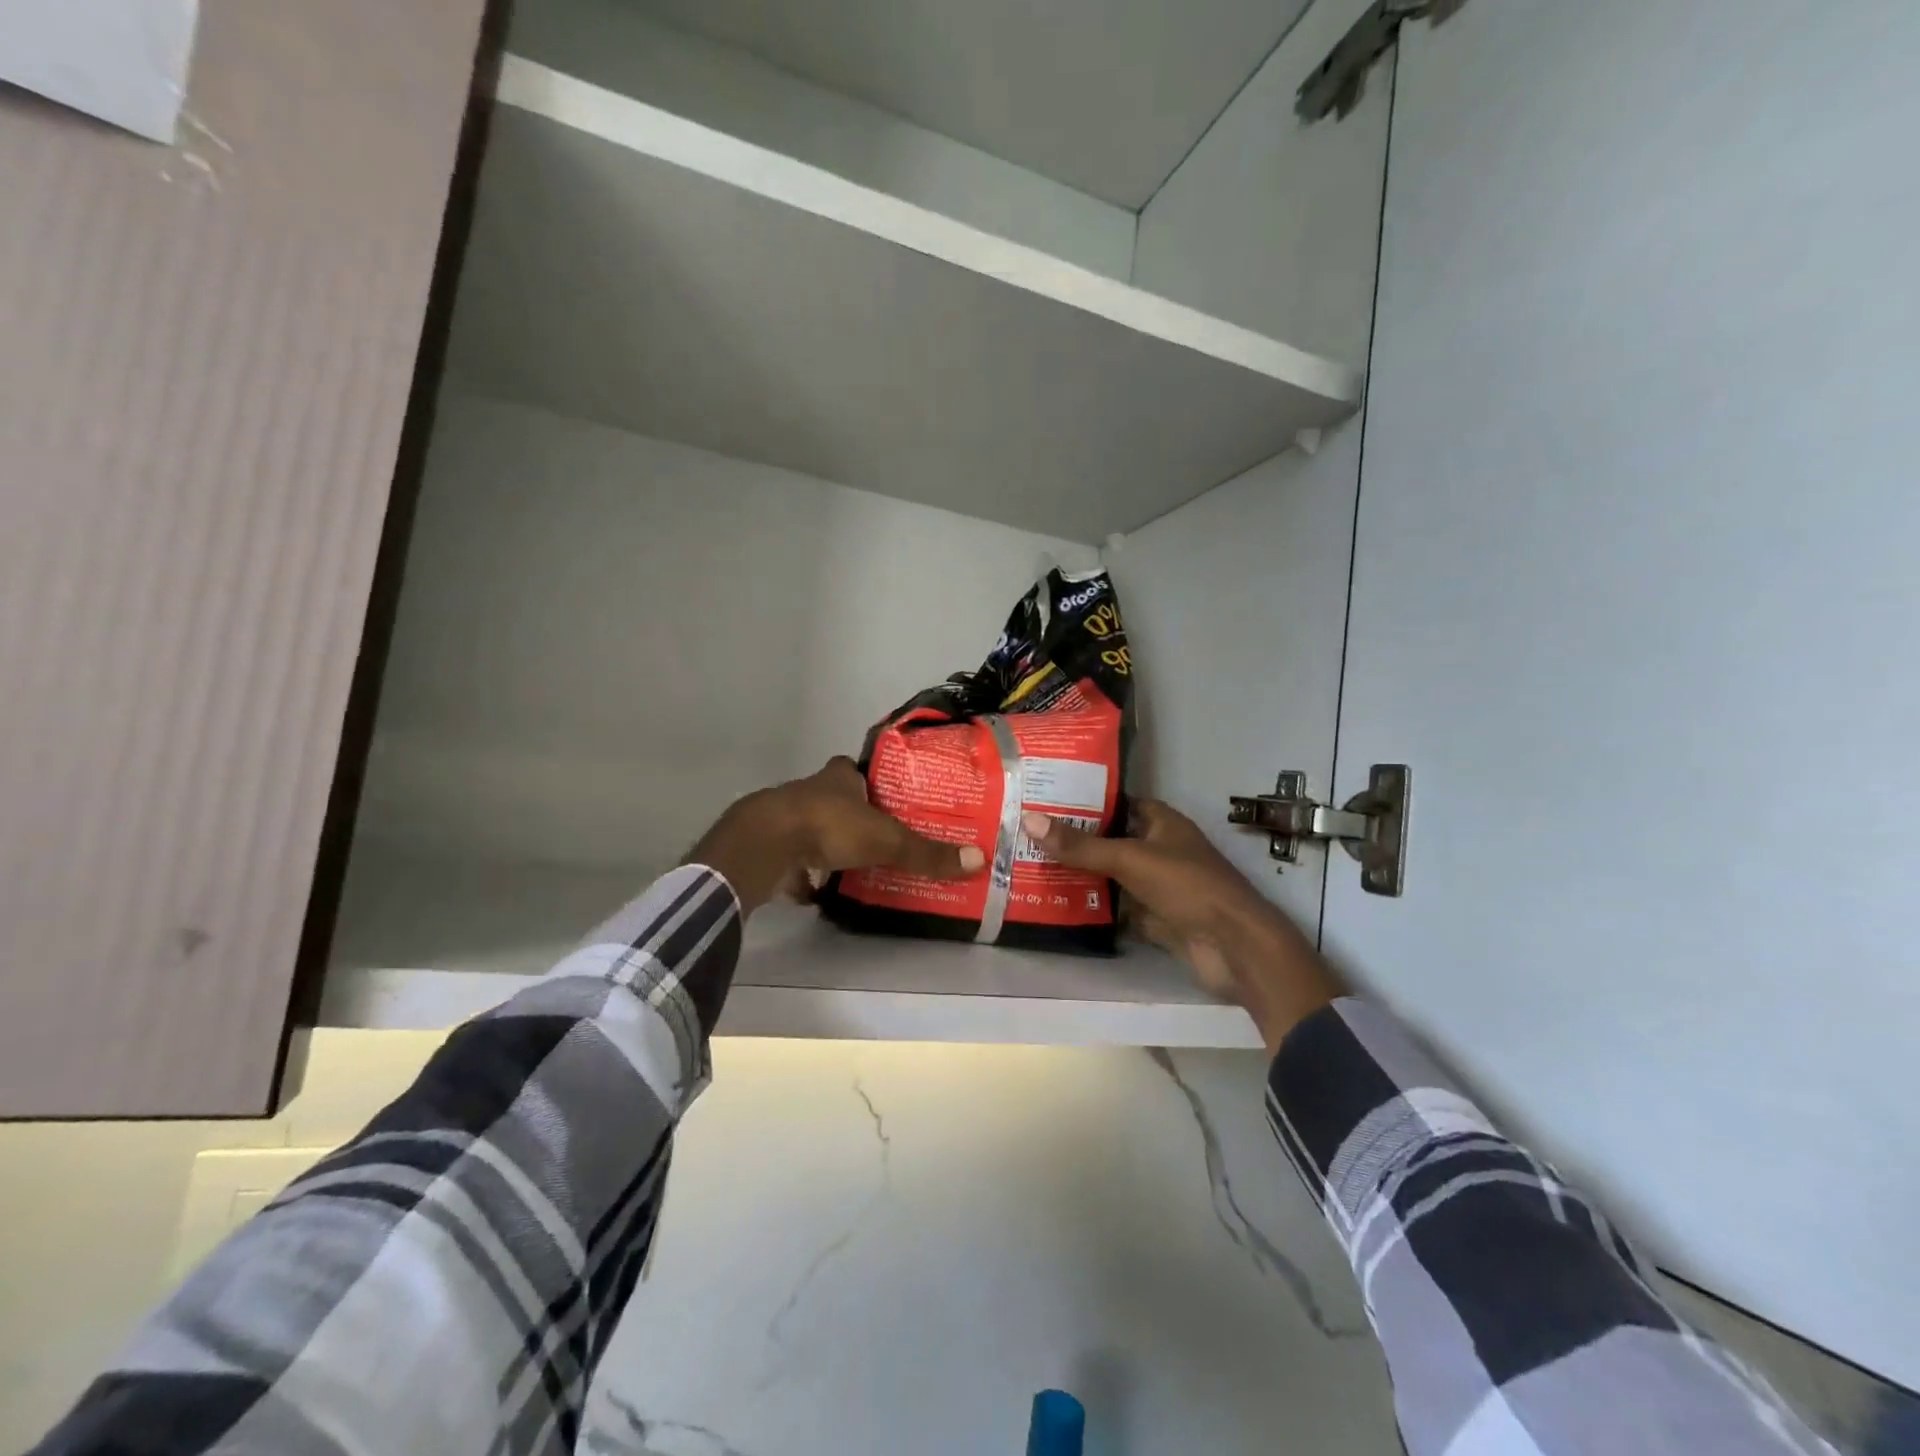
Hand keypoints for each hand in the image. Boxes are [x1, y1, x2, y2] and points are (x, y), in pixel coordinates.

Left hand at [691, 758, 984, 915]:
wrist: (765, 844)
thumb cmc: (829, 826)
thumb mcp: (886, 840)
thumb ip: (927, 853)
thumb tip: (979, 860)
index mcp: (838, 778)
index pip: (855, 770)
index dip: (868, 781)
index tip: (887, 798)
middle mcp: (810, 791)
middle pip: (835, 799)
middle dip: (853, 816)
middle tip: (879, 838)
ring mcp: (786, 819)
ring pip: (813, 828)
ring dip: (829, 844)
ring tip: (856, 866)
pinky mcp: (769, 847)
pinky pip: (793, 859)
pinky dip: (805, 873)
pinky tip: (819, 890)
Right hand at [1022, 799, 1341, 1053]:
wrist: (1234, 947)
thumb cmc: (1187, 886)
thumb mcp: (1130, 859)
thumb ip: (1081, 846)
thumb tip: (1030, 820)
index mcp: (1162, 823)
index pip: (1120, 803)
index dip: (1089, 800)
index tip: (1048, 799)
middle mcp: (1160, 850)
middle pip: (1112, 841)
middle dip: (1077, 840)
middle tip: (1029, 834)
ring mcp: (1158, 886)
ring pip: (1113, 876)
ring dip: (1082, 875)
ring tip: (1034, 866)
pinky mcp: (1156, 919)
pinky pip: (1118, 908)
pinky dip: (1095, 907)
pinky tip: (1058, 903)